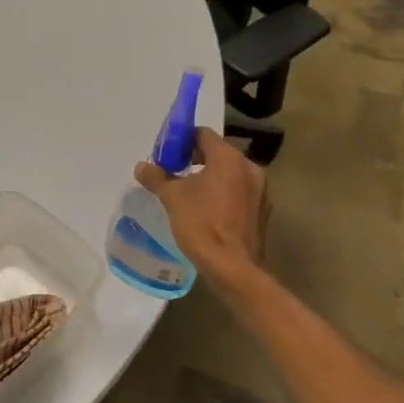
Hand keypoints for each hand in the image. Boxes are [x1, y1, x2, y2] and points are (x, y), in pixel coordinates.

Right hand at [135, 128, 266, 282]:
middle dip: (194, 159)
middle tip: (173, 171)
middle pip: (217, 153)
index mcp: (228, 158)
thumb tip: (141, 166)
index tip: (166, 153)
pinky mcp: (262, 211)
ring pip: (229, 174)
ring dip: (209, 177)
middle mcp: (249, 168)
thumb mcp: (172, 198)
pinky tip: (206, 210)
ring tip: (188, 192)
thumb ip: (156, 177)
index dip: (182, 140)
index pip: (203, 134)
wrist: (233, 268)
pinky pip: (238, 192)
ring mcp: (260, 190)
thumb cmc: (202, 224)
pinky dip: (223, 193)